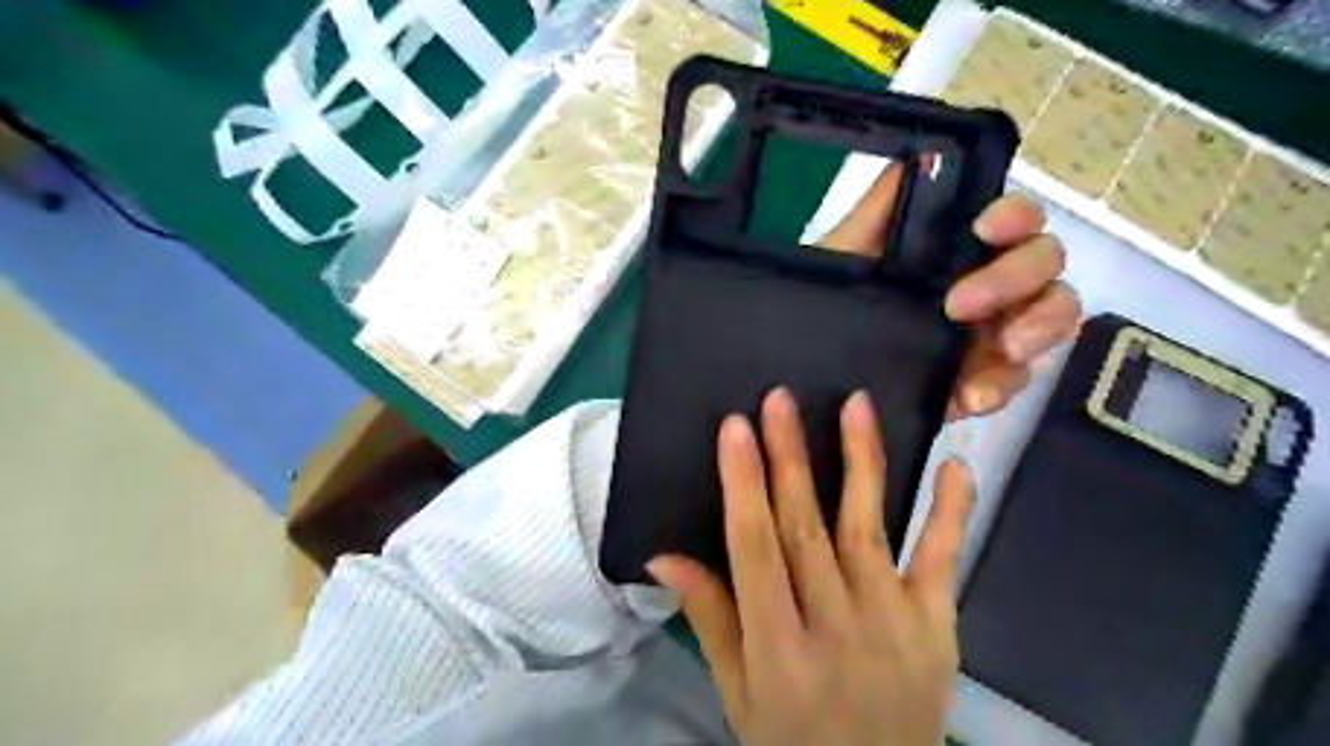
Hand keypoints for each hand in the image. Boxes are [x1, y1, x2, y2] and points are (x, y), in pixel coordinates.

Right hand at [649, 390, 974, 745]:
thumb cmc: (791, 739)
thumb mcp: (736, 691)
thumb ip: (708, 618)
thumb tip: (662, 556)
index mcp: (777, 648)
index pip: (753, 550)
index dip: (743, 484)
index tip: (735, 428)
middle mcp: (835, 628)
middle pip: (806, 528)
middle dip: (789, 457)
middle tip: (779, 399)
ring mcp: (894, 624)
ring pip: (868, 528)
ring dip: (860, 462)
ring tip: (854, 405)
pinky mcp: (938, 627)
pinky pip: (943, 560)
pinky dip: (950, 511)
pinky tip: (952, 463)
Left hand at [822, 162, 1079, 419]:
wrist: (814, 365)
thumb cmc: (832, 301)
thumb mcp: (844, 254)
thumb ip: (879, 208)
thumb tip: (919, 154)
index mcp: (961, 250)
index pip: (1015, 219)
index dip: (1015, 216)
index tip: (984, 229)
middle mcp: (990, 283)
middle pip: (1045, 264)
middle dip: (1014, 279)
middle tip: (960, 305)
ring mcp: (994, 332)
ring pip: (1053, 317)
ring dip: (1037, 330)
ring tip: (1002, 349)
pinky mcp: (985, 379)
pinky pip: (1018, 381)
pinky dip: (1003, 386)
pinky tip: (972, 395)